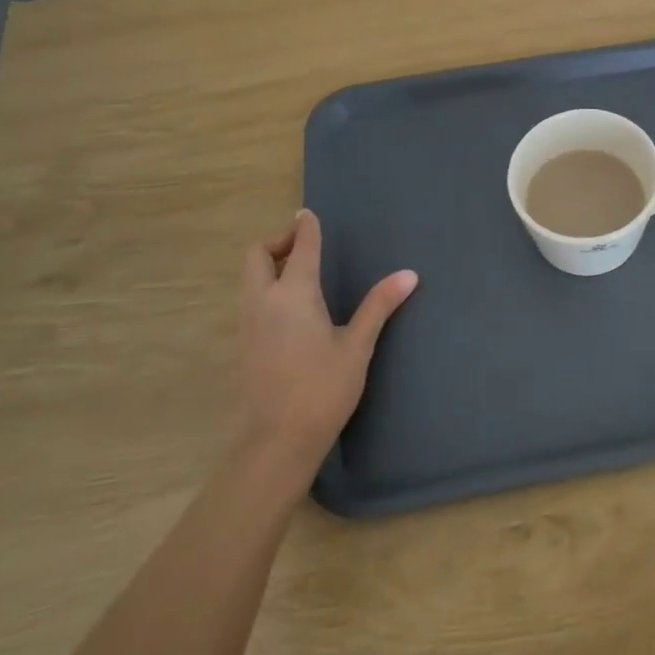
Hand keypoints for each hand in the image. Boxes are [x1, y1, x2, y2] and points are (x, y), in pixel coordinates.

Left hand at [237, 211, 416, 479]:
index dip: (305, 227)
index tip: (309, 214)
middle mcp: (264, 300)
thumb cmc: (323, 388)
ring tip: (301, 269)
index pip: (300, 247)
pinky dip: (265, 284)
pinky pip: (250, 296)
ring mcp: (249, 322)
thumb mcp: (358, 345)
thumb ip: (379, 305)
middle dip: (279, 241)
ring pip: (249, 276)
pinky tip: (291, 304)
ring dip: (269, 262)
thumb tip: (409, 274)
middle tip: (306, 245)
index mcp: (293, 293)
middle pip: (258, 254)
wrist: (278, 439)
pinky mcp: (245, 342)